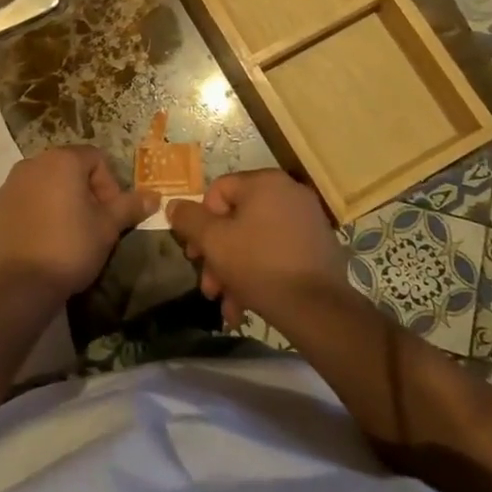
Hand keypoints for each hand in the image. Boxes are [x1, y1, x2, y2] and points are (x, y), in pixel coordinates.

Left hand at [0, 146, 156, 298]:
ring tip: (67, 235)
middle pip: (68, 169)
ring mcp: (8, 186)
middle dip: (85, 192)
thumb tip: (154, 196)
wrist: (18, 285)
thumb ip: (130, 207)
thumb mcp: (107, 228)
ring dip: (59, 202)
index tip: (111, 215)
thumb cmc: (70, 247)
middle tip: (93, 225)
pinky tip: (42, 243)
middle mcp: (32, 164)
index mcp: (61, 161)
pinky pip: (23, 203)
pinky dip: (36, 214)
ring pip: (44, 185)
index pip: (96, 158)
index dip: (110, 185)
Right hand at [168, 170, 351, 329]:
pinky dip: (260, 275)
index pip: (219, 191)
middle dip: (218, 255)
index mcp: (265, 182)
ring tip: (226, 305)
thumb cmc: (258, 265)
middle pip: (238, 219)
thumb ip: (189, 219)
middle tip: (208, 285)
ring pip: (256, 242)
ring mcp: (307, 221)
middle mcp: (289, 194)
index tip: (195, 252)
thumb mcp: (213, 241)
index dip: (200, 222)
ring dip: (234, 272)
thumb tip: (173, 205)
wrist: (317, 309)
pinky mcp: (318, 249)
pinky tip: (246, 307)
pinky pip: (278, 254)